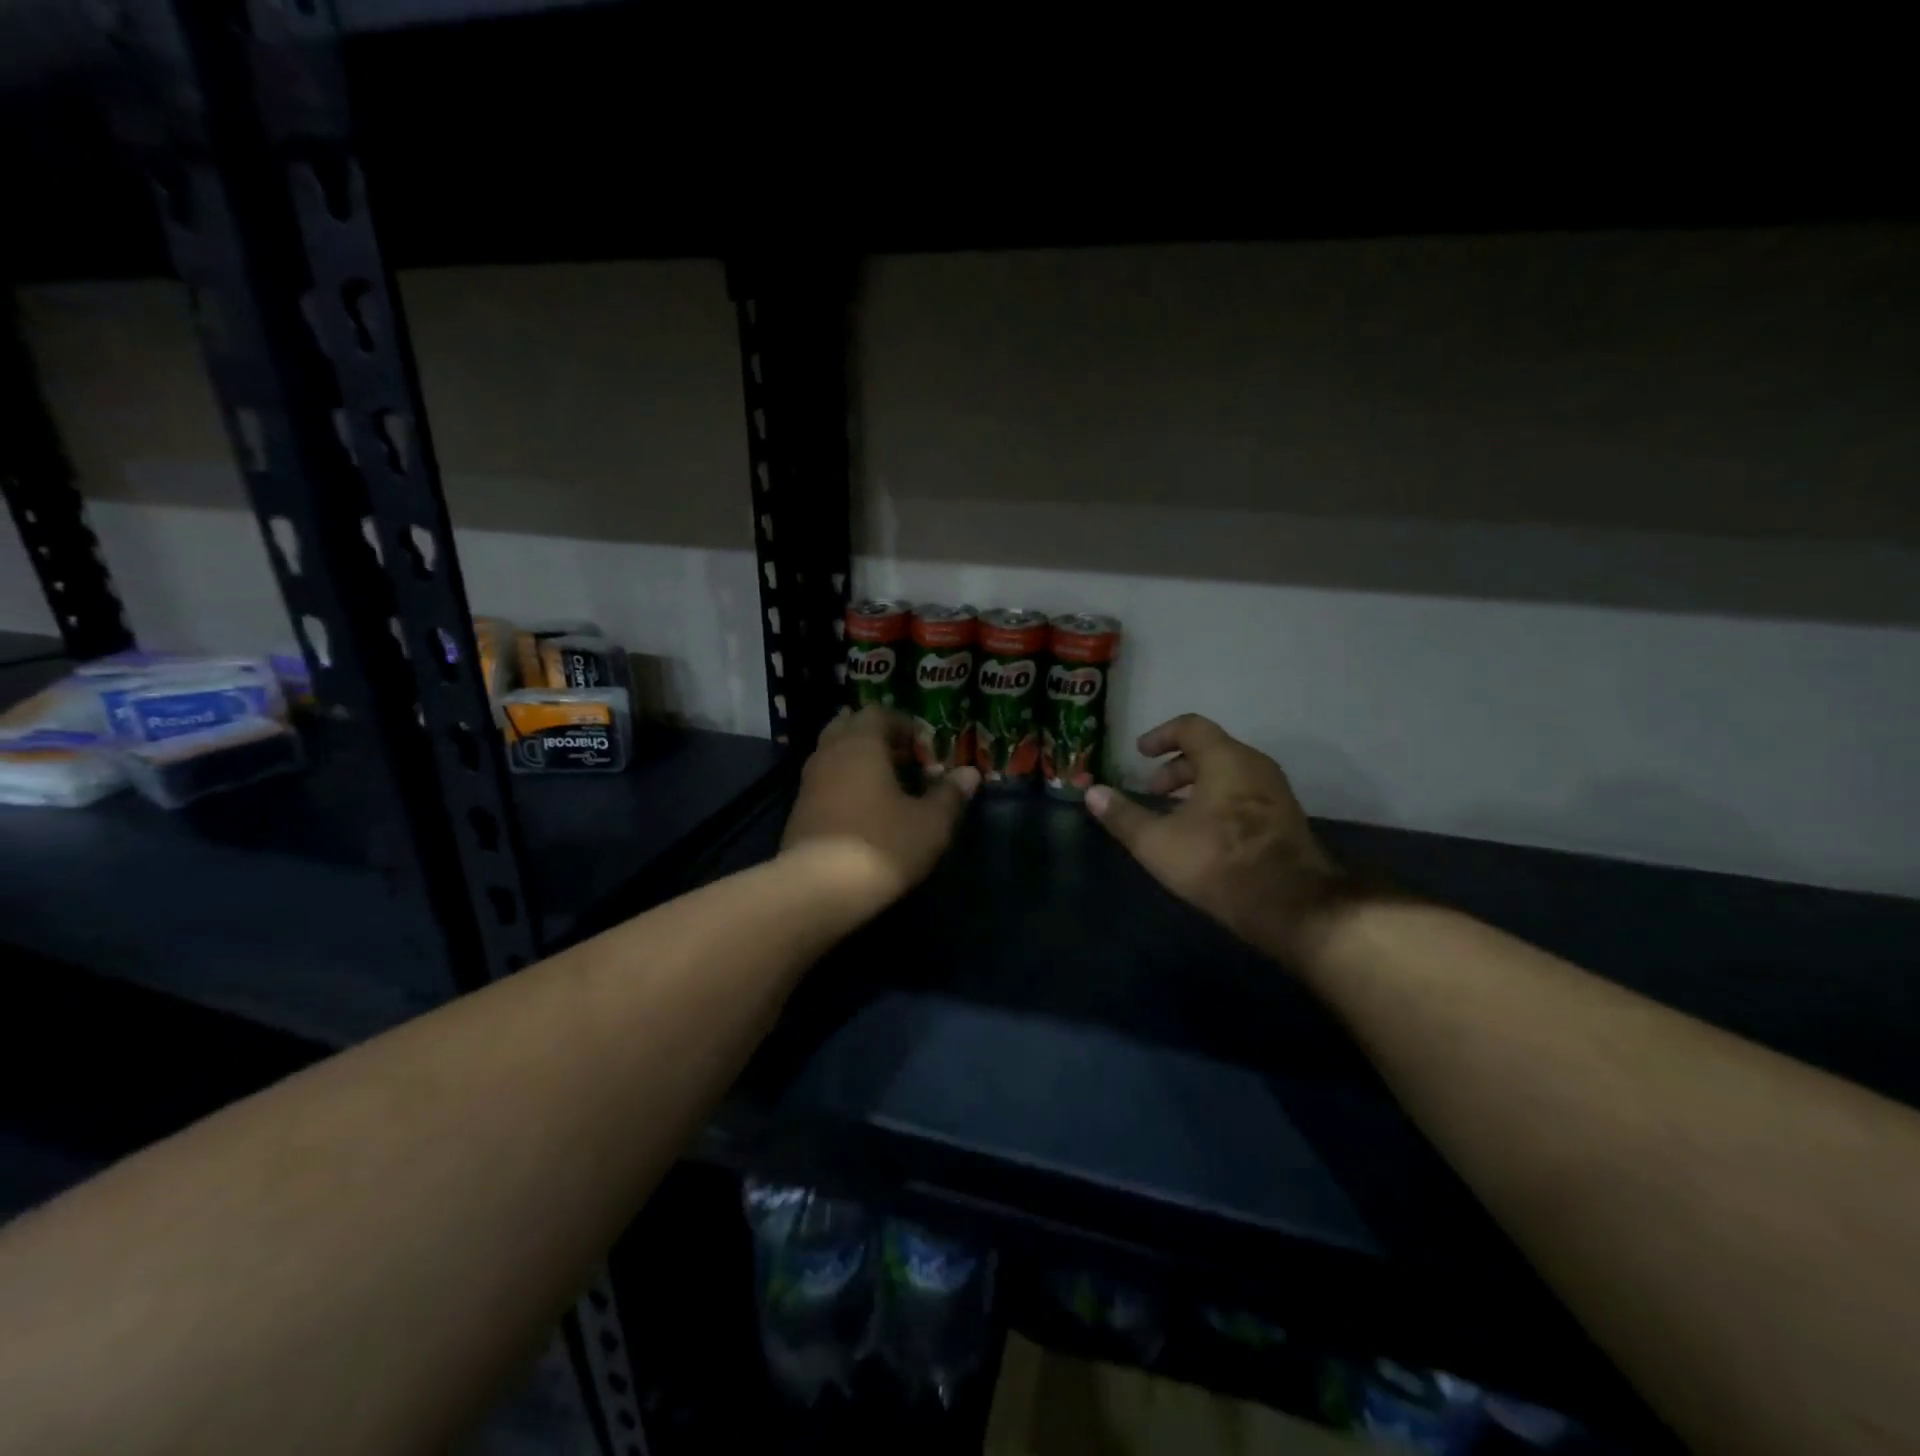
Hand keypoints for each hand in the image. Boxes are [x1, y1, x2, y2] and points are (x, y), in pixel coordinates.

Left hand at [782, 708, 979, 896]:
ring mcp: (808, 782)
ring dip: (858, 761)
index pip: (878, 713)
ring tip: (886, 786)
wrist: (817, 890)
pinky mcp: (798, 811)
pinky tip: (863, 811)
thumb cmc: (882, 845)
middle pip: (849, 727)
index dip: (903, 724)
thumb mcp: (930, 823)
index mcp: (861, 744)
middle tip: (903, 760)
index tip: (924, 747)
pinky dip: (843, 784)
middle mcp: (830, 753)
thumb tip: (970, 773)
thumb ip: (950, 794)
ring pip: (833, 754)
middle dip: (876, 737)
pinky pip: (824, 781)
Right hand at [1084, 715, 1344, 965]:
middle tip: (1153, 791)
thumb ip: (1122, 816)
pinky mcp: (1286, 818)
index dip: (1161, 735)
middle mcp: (1255, 765)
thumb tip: (1091, 792)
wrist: (1291, 905)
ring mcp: (1276, 792)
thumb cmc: (1217, 862)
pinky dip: (1219, 799)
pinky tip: (1204, 833)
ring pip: (1229, 773)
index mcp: (1226, 759)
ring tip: (1174, 814)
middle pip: (1211, 750)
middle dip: (1176, 767)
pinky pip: (1245, 793)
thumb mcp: (1157, 842)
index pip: (1191, 726)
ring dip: (1197, 785)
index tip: (1140, 754)